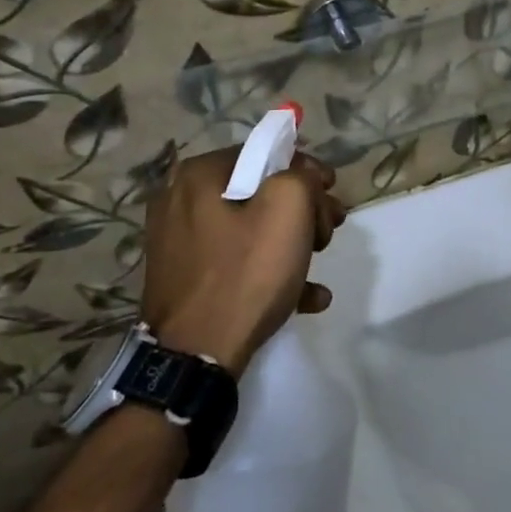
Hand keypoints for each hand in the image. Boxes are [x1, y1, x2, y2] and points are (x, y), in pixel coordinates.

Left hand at [139, 148, 346, 377]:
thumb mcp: (288, 209)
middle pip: (258, 191)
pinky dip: (269, 271)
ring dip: (291, 241)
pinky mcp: (184, 278)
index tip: (332, 195)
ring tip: (320, 263)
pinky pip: (235, 262)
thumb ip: (302, 176)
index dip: (306, 170)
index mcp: (199, 175)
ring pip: (249, 228)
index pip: (265, 153)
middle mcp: (180, 200)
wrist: (194, 358)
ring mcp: (178, 242)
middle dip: (303, 210)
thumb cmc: (244, 273)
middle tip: (330, 231)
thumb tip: (304, 176)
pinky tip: (307, 296)